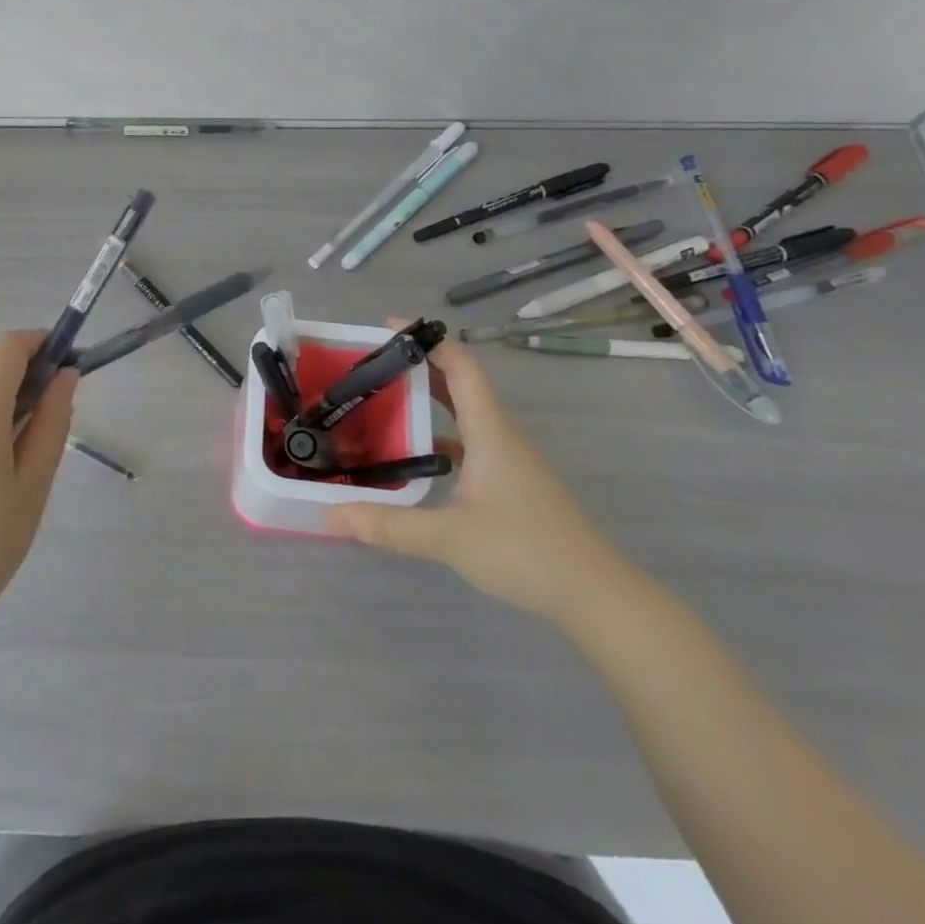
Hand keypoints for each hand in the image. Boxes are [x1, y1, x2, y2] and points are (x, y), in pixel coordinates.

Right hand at [325, 328, 634, 622]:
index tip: (387, 327)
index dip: (427, 341)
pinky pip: (468, 443)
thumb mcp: (448, 537)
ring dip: (428, 402)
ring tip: (383, 403)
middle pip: (458, 385)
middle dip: (418, 367)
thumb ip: (387, 525)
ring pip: (464, 415)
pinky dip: (440, 437)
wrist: (595, 596)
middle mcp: (499, 436)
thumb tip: (329, 515)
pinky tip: (414, 458)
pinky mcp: (510, 484)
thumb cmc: (525, 551)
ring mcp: (508, 461)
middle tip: (372, 365)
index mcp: (489, 431)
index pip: (460, 367)